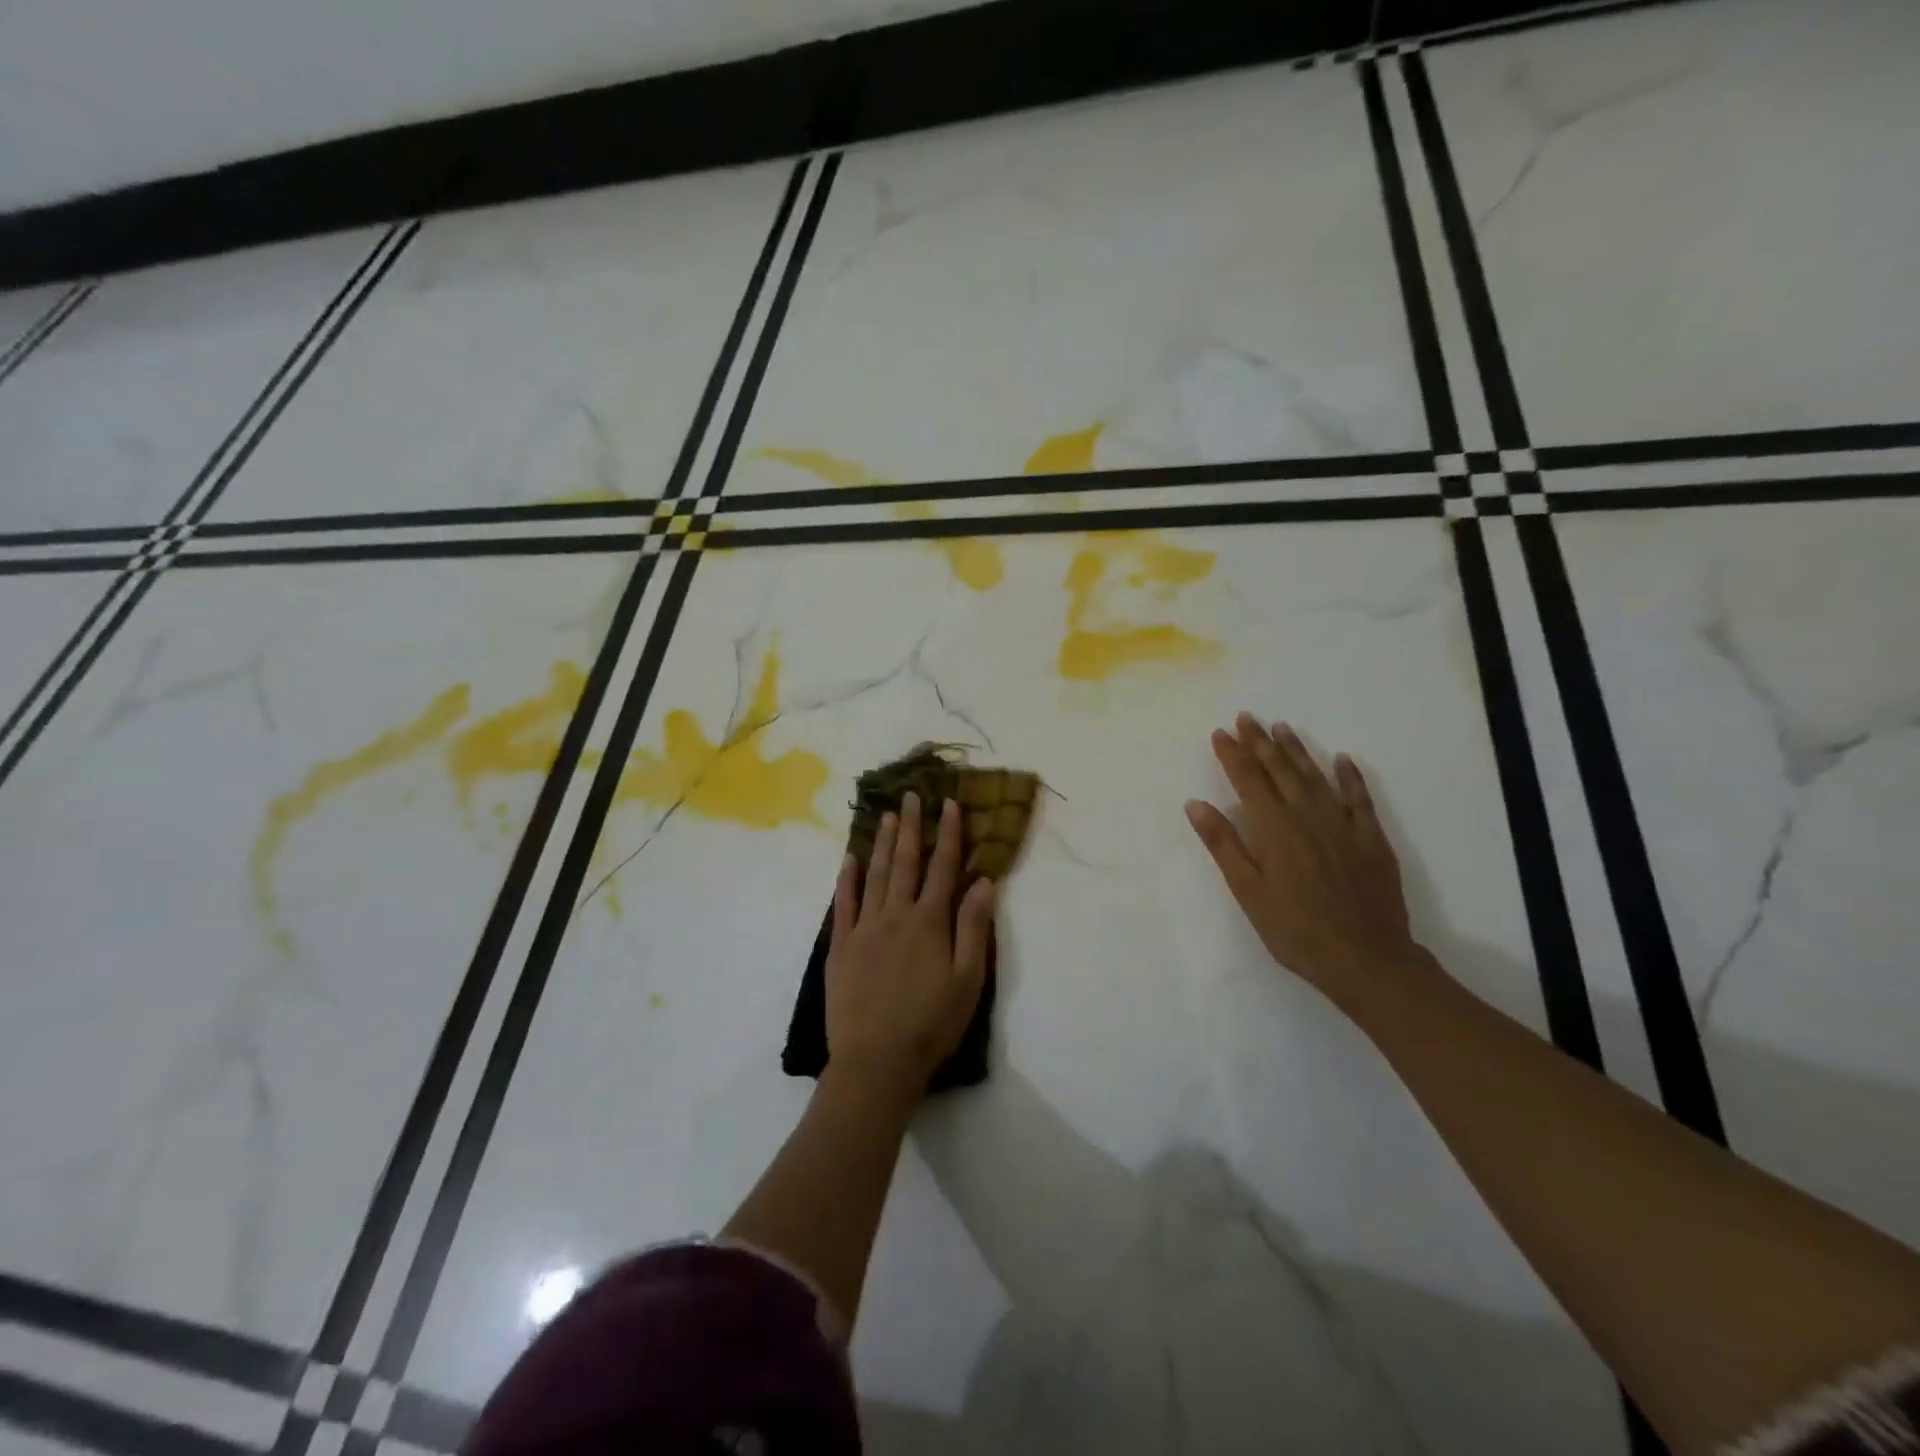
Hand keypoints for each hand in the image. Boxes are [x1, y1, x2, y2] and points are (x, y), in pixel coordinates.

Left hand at [826, 792, 996, 1099]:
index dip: (948, 834)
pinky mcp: (841, 946)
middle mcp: (896, 914)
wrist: (876, 1061)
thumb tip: (982, 881)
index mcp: (930, 922)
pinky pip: (843, 903)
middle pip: (904, 862)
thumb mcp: (968, 980)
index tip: (948, 804)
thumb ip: (974, 927)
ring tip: (884, 815)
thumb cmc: (931, 1023)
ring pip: (874, 874)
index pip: (942, 868)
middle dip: (910, 826)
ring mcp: (864, 928)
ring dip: (880, 843)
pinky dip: (846, 878)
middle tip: (910, 795)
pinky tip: (848, 858)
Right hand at [1185, 713, 1418, 997]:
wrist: (1366, 959)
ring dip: (1297, 750)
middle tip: (1247, 718)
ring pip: (1316, 777)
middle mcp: (1308, 816)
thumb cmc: (1295, 930)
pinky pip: (1359, 798)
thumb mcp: (1248, 892)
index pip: (1249, 781)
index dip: (1233, 755)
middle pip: (1281, 771)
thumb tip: (1196, 804)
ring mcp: (1344, 825)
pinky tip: (1342, 760)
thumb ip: (1223, 844)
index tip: (1221, 732)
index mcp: (1275, 829)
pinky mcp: (1372, 839)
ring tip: (1282, 727)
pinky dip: (1350, 776)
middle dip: (1261, 743)